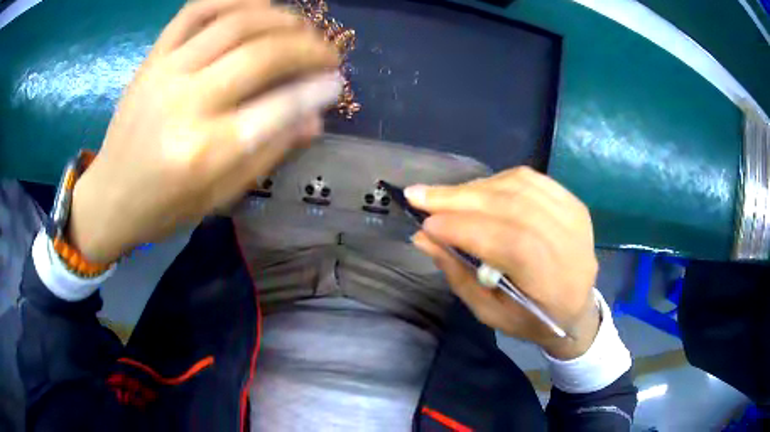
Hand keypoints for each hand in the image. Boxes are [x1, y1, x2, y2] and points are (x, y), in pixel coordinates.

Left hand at [69, 0, 341, 263]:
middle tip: (328, 51)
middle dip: (308, 47)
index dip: (316, 89)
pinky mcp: (153, 58)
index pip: (277, 108)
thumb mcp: (218, 198)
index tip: (337, 82)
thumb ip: (267, 155)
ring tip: (301, 26)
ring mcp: (166, 72)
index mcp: (205, 151)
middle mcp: (187, 103)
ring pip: (235, 22)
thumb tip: (315, 120)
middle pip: (261, 54)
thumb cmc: (163, 208)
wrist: (110, 196)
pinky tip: (257, 5)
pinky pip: (195, 10)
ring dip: (280, 18)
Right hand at [407, 167, 599, 358]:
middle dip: (459, 199)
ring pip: (518, 187)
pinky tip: (476, 190)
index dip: (464, 228)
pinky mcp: (572, 201)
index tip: (425, 224)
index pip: (508, 242)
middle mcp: (568, 241)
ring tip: (443, 195)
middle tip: (419, 194)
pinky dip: (497, 180)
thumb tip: (423, 238)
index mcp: (552, 281)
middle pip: (511, 207)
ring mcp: (573, 216)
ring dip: (474, 188)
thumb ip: (458, 275)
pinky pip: (529, 179)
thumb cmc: (532, 320)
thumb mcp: (490, 313)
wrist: (577, 308)